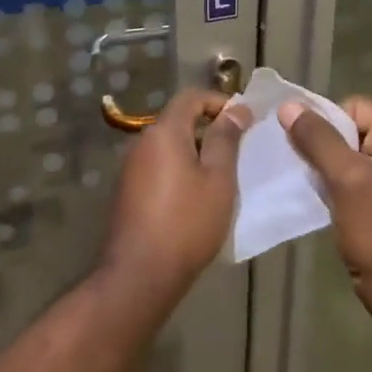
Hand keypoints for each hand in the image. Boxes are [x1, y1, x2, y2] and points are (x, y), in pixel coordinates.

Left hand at [100, 89, 251, 301]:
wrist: (140, 274)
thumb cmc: (187, 222)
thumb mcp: (218, 179)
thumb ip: (226, 139)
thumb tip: (236, 109)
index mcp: (164, 132)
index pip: (191, 97)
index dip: (219, 102)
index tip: (243, 121)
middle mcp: (142, 142)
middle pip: (178, 121)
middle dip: (208, 129)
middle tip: (237, 151)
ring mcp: (130, 168)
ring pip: (168, 146)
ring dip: (194, 152)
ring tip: (220, 177)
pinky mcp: (127, 191)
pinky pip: (158, 166)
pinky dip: (179, 170)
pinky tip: (195, 197)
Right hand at [279, 96, 371, 297]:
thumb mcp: (345, 177)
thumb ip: (317, 138)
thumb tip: (288, 105)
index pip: (355, 106)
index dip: (327, 121)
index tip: (308, 147)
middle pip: (352, 128)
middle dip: (325, 144)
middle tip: (304, 165)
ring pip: (350, 154)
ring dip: (328, 165)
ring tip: (310, 182)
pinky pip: (355, 177)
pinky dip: (336, 183)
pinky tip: (322, 198)